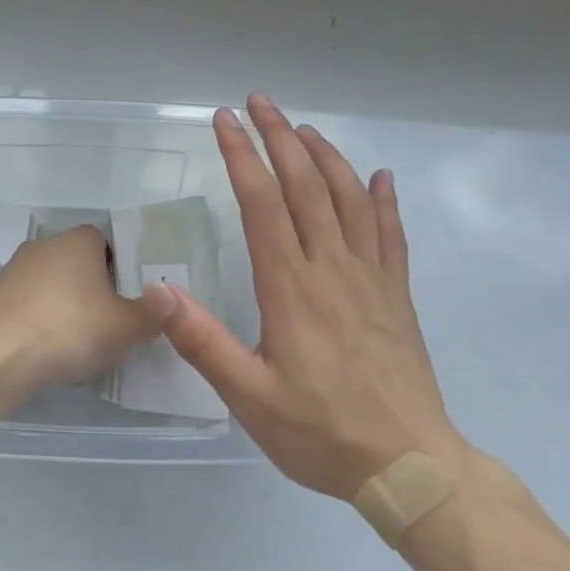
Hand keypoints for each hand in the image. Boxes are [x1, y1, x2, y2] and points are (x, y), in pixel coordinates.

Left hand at [0, 225, 158, 387]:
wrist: (0, 354)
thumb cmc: (71, 329)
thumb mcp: (127, 327)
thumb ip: (152, 314)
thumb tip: (165, 302)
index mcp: (78, 240)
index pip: (104, 243)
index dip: (117, 270)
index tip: (123, 301)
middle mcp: (45, 243)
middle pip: (76, 262)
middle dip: (90, 288)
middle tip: (104, 323)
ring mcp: (15, 267)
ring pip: (50, 282)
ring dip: (61, 304)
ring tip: (73, 341)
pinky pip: (27, 302)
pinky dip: (37, 319)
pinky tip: (43, 347)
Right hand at [146, 95, 467, 499]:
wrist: (412, 468)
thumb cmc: (321, 432)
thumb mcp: (248, 396)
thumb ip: (202, 341)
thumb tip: (158, 289)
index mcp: (291, 286)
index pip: (262, 202)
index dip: (242, 155)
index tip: (224, 120)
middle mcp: (332, 268)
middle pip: (305, 185)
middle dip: (280, 137)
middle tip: (259, 102)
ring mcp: (371, 278)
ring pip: (350, 198)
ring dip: (325, 156)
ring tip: (304, 127)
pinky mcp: (396, 295)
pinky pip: (392, 234)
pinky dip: (385, 199)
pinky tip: (381, 177)